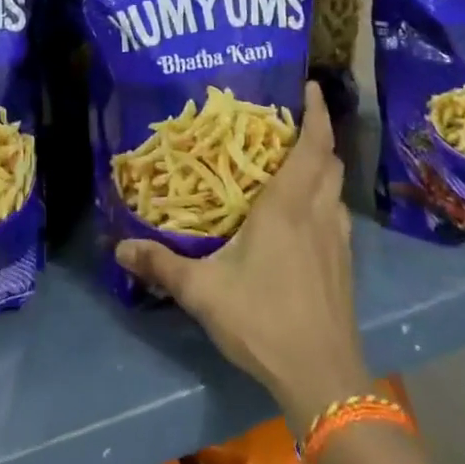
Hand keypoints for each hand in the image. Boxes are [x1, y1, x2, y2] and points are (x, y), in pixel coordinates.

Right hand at [115, 82, 371, 433]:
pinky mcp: (345, 264)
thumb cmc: (263, 321)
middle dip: (317, 135)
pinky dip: (327, 198)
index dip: (317, 113)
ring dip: (323, 167)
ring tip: (295, 162)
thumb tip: (119, 247)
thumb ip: (162, 265)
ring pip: (337, 188)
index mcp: (288, 206)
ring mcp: (339, 240)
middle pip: (329, 160)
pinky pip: (339, 214)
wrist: (322, 377)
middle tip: (289, 123)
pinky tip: (306, 216)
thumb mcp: (204, 293)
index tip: (312, 86)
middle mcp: (319, 213)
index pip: (313, 145)